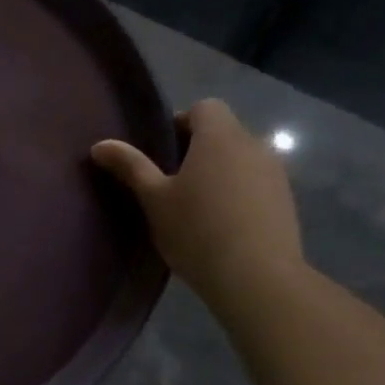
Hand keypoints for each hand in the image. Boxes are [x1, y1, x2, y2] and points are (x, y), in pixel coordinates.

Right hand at [92, 99, 303, 305]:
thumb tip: (100, 145)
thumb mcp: (154, 199)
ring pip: (240, 159)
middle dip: (196, 150)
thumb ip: (130, 167)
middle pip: (222, 132)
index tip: (160, 152)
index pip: (204, 107)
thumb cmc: (197, 230)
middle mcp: (253, 145)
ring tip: (194, 206)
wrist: (256, 277)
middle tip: (169, 183)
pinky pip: (254, 183)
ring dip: (218, 172)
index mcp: (220, 137)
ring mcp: (275, 173)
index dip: (180, 123)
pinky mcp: (285, 200)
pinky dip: (237, 193)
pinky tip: (220, 224)